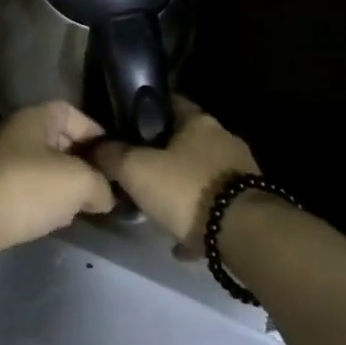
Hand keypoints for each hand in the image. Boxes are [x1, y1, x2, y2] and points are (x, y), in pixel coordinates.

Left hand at [0, 102, 115, 267]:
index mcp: (36, 118)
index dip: (96, 133)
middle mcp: (17, 133)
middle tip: (104, 187)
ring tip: (85, 207)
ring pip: (44, 168)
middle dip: (83, 163)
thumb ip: (101, 184)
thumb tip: (105, 195)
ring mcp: (2, 162)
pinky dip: (46, 201)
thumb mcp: (79, 182)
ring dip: (65, 186)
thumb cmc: (28, 187)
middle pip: (60, 141)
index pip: (73, 114)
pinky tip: (57, 220)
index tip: (114, 160)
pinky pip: (29, 189)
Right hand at [93, 102, 258, 252]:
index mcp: (198, 120)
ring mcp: (240, 170)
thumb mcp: (136, 170)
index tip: (124, 130)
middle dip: (161, 157)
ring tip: (158, 211)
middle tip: (137, 175)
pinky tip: (182, 241)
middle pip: (184, 141)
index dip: (143, 115)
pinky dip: (198, 218)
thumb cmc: (187, 189)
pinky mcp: (250, 202)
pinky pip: (215, 205)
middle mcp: (223, 138)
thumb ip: (112, 155)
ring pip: (200, 175)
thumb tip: (94, 146)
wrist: (246, 234)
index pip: (167, 103)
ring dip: (181, 190)